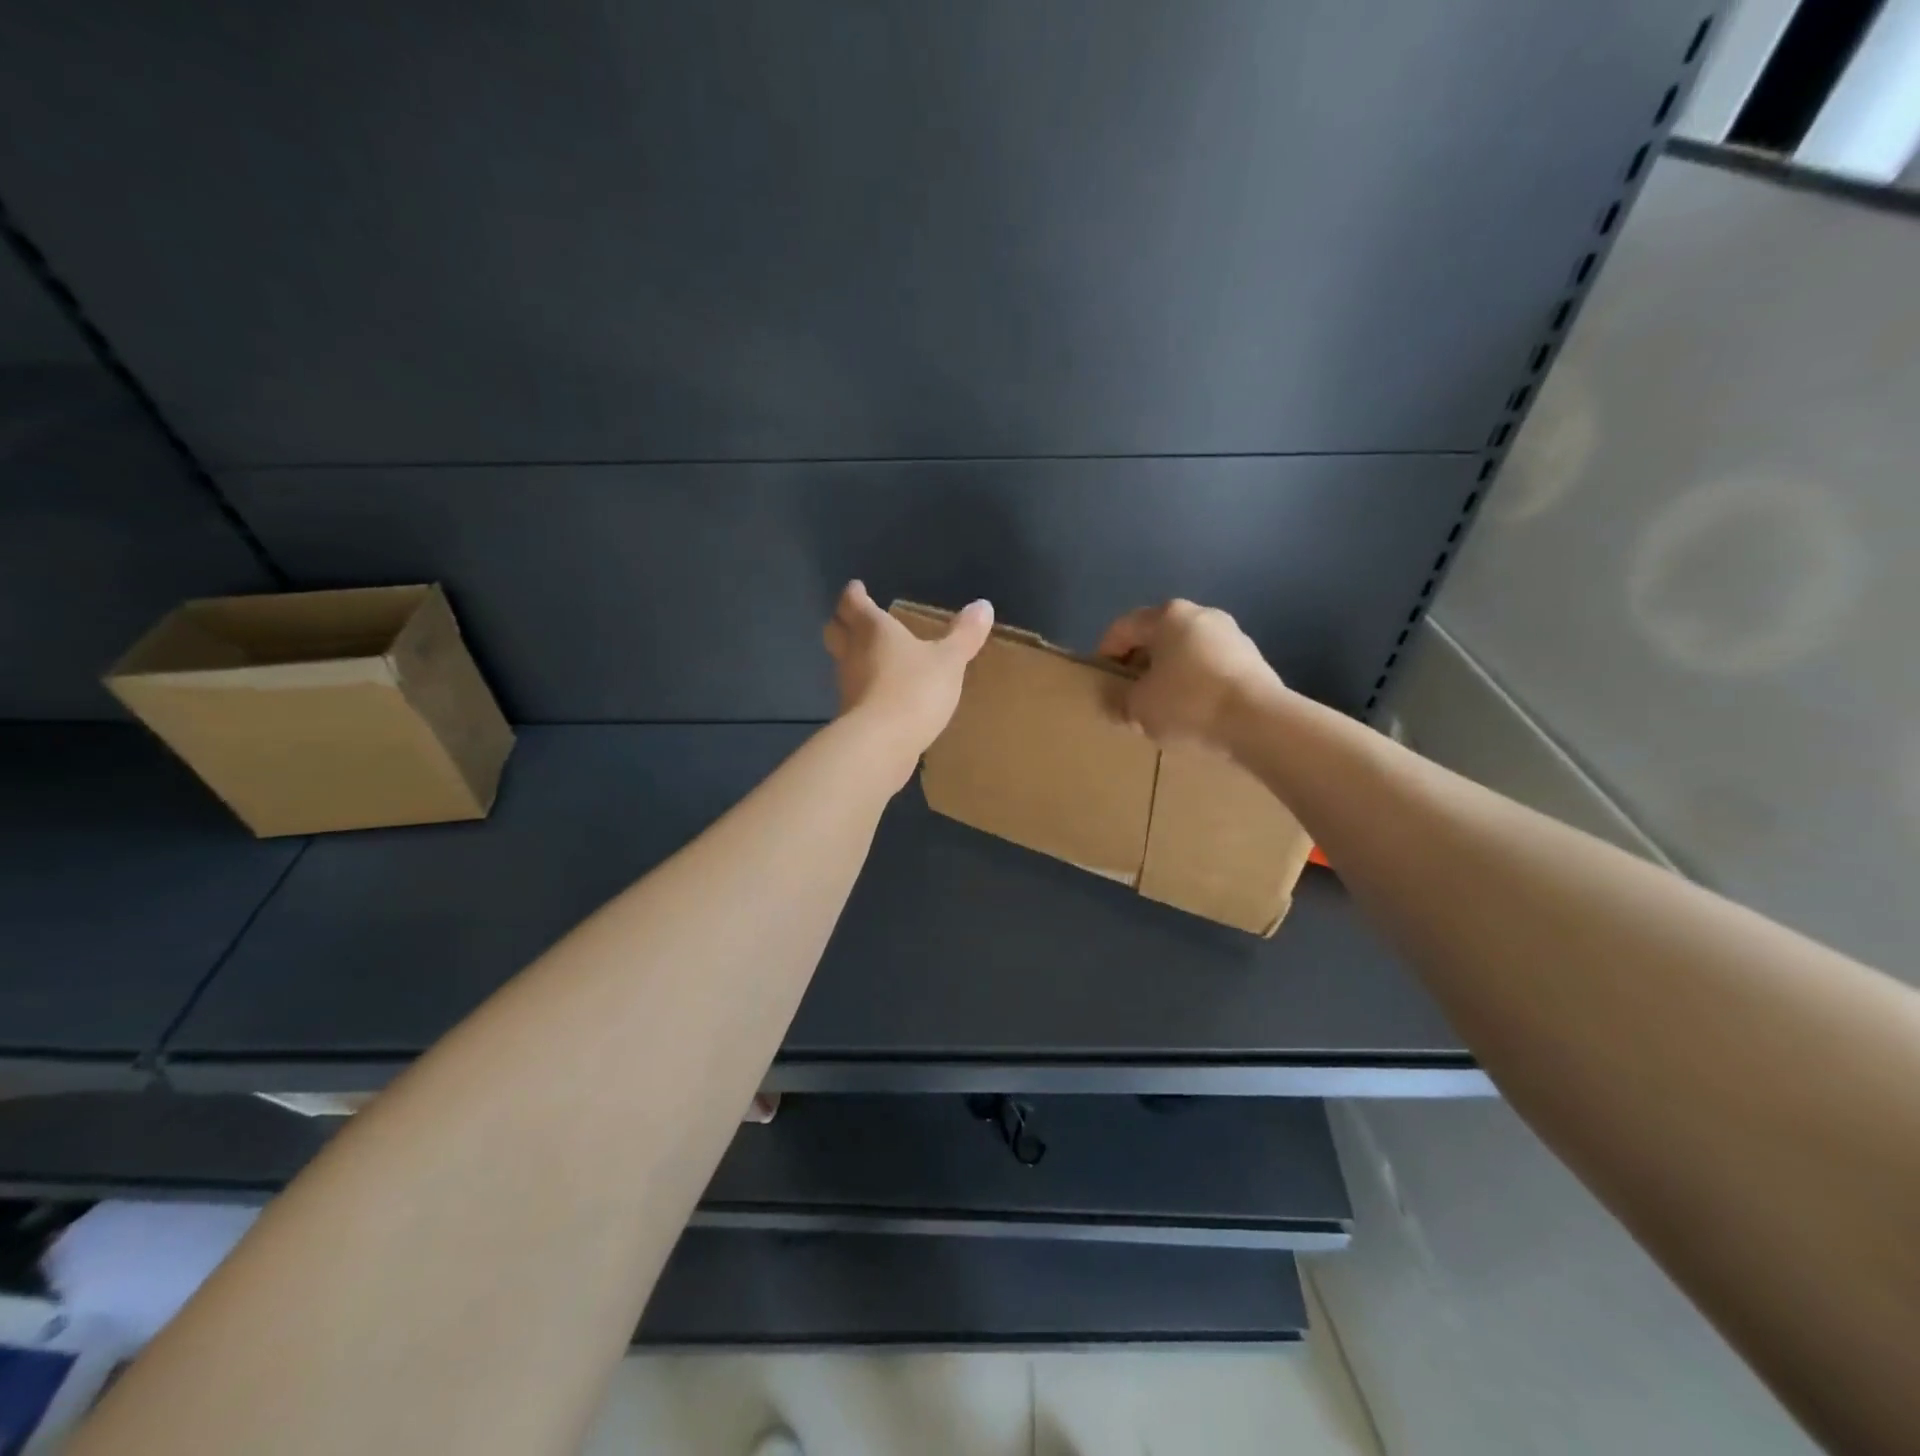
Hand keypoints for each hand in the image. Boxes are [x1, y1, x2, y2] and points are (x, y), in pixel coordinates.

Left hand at [824, 581, 993, 764]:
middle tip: (854, 619)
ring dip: (851, 656)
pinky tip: (882, 694)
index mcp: (872, 630)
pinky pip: (855, 692)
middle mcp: (852, 653)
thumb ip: (964, 635)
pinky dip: (864, 687)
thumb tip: (983, 605)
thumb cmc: (914, 689)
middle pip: (835, 631)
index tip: (856, 588)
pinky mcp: (851, 716)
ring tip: (872, 656)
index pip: (853, 604)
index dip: (854, 594)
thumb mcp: (949, 660)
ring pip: (842, 663)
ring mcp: (848, 686)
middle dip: (842, 622)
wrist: (882, 743)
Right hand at [1097, 599, 1281, 750]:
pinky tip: (1194, 712)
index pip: (1123, 628)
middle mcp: (1200, 614)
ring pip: (1186, 652)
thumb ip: (1118, 701)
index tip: (1101, 682)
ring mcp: (1232, 634)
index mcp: (1167, 616)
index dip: (1105, 654)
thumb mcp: (1138, 708)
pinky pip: (1210, 667)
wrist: (1259, 722)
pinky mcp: (1253, 659)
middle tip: (1129, 695)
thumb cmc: (1187, 704)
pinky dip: (1196, 683)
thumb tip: (1112, 702)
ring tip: (1162, 707)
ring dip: (1169, 674)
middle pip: (1157, 637)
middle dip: (1139, 664)